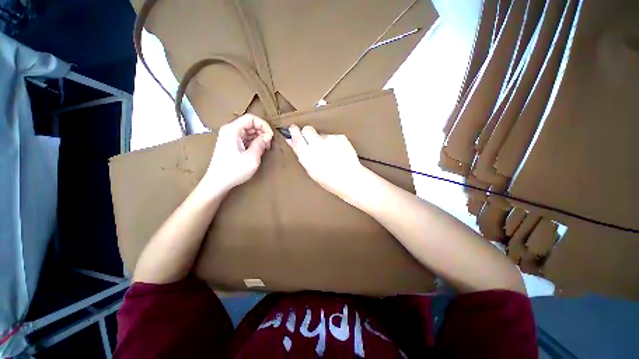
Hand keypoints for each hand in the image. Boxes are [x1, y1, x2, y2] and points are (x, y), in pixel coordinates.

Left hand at [202, 114, 272, 192]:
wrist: (218, 182)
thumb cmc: (234, 170)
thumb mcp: (252, 157)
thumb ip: (261, 143)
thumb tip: (268, 135)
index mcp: (232, 130)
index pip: (251, 118)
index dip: (263, 125)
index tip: (271, 136)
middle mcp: (229, 130)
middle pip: (249, 124)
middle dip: (262, 132)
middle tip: (268, 144)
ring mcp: (229, 137)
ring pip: (248, 131)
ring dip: (258, 137)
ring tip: (264, 148)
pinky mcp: (230, 144)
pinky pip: (244, 138)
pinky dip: (253, 142)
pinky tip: (258, 150)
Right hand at [286, 125, 364, 196]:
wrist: (349, 179)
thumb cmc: (328, 179)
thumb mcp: (310, 170)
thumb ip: (300, 153)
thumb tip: (291, 141)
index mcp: (307, 154)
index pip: (297, 137)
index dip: (294, 132)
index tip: (293, 129)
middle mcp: (316, 144)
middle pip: (308, 129)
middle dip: (307, 133)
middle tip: (312, 141)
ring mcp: (329, 139)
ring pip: (322, 134)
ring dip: (323, 141)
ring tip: (330, 154)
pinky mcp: (340, 137)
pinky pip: (333, 137)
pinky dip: (334, 143)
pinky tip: (338, 153)